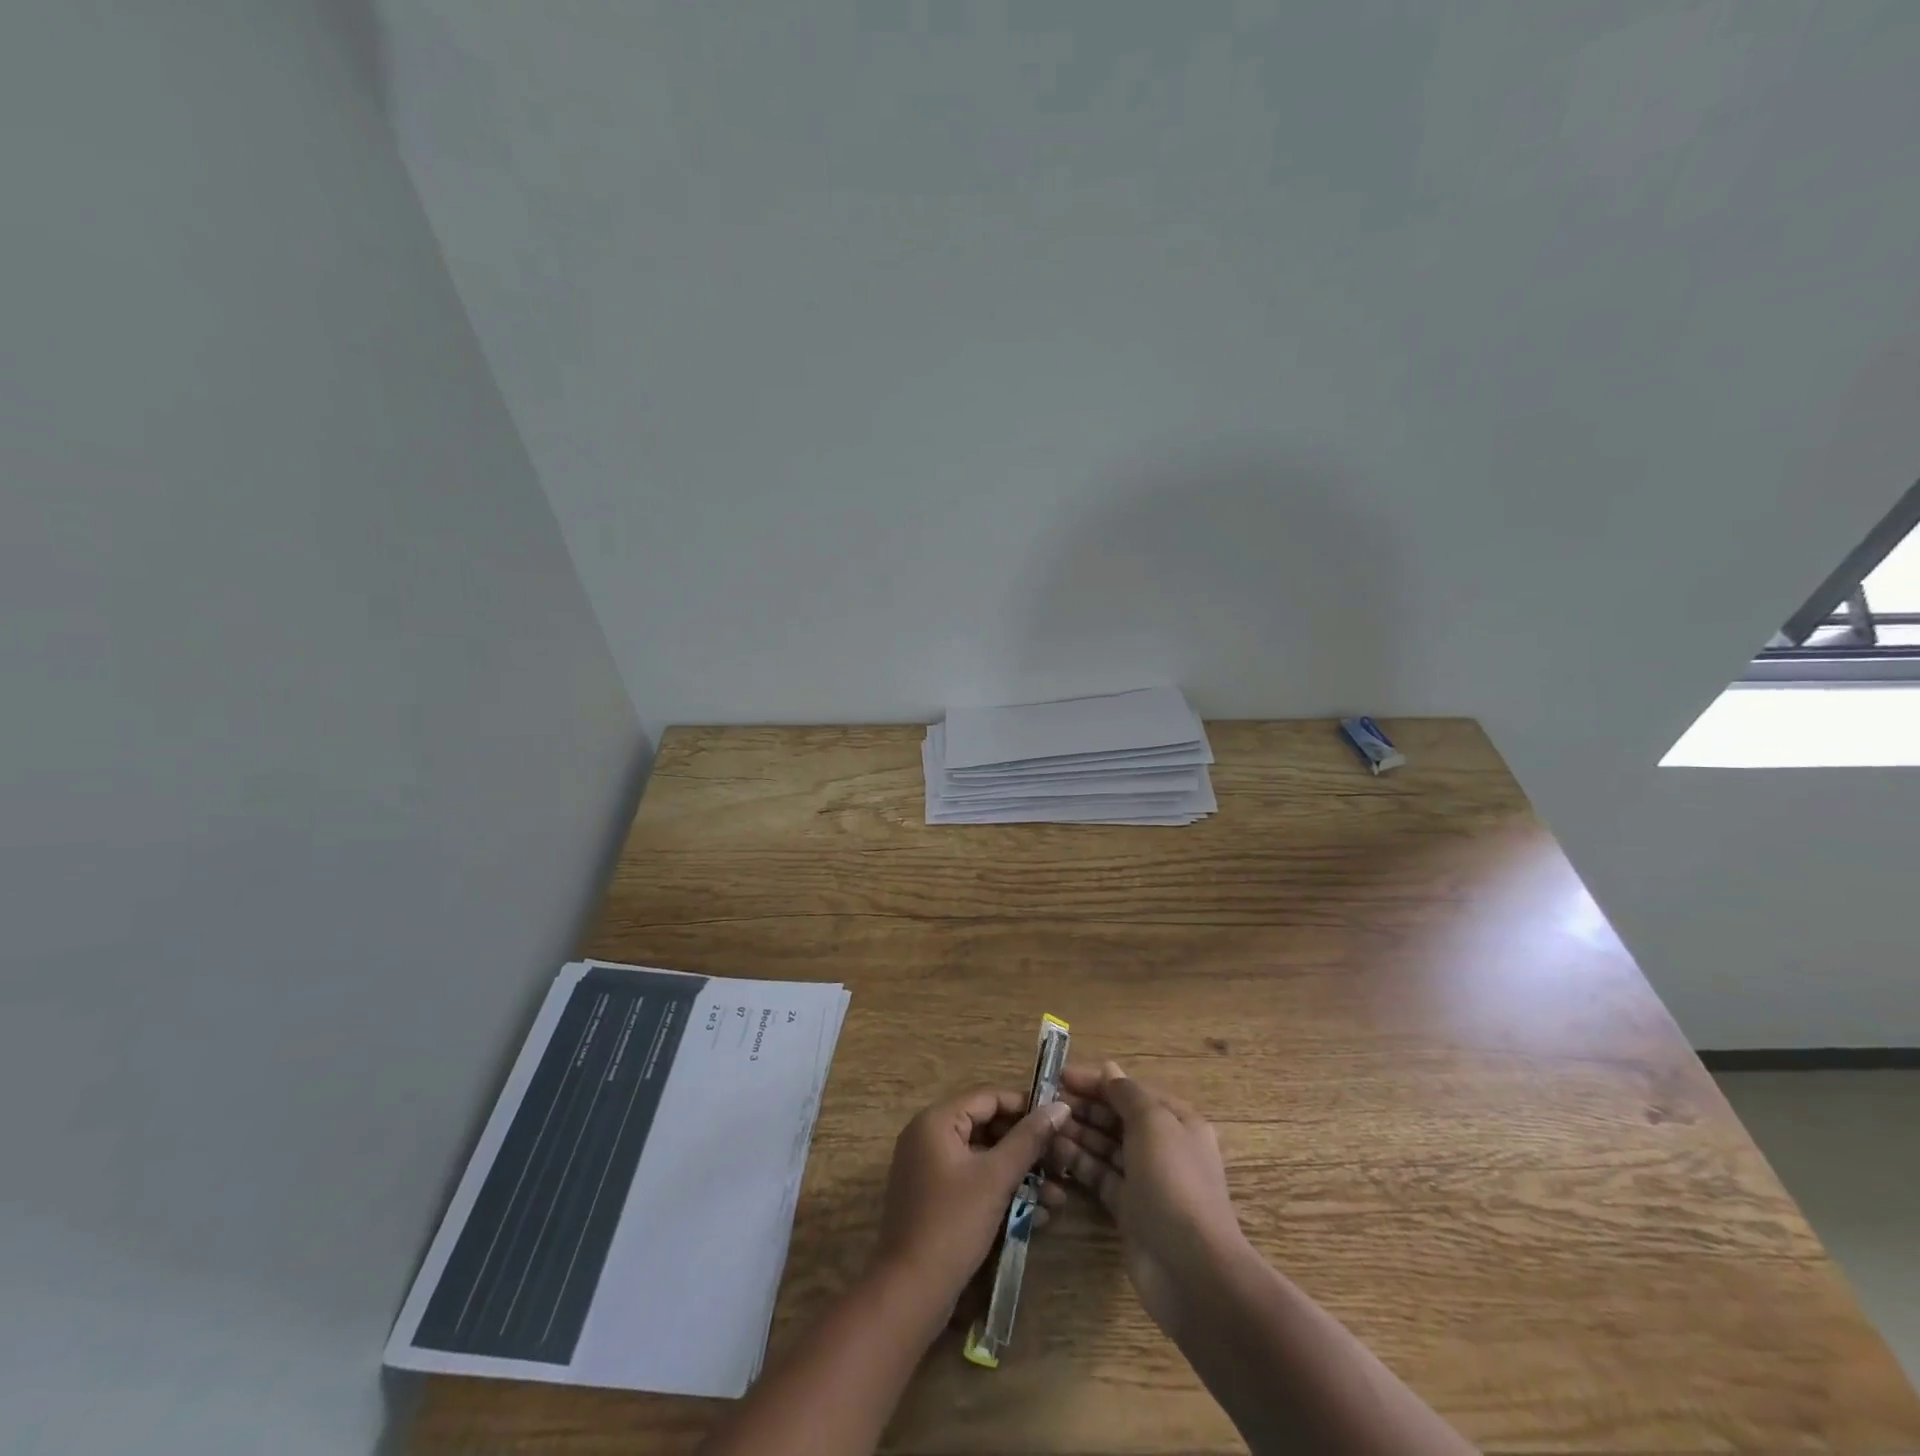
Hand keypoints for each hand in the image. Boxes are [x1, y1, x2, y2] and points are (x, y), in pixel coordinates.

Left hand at [875, 1087, 1069, 1315]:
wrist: (910, 1293)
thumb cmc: (953, 1224)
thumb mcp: (996, 1178)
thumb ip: (1028, 1139)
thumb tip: (1060, 1106)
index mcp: (936, 1121)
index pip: (988, 1097)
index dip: (1025, 1106)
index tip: (1058, 1121)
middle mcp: (928, 1136)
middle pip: (987, 1127)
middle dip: (1027, 1148)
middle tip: (1062, 1163)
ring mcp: (930, 1169)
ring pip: (984, 1159)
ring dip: (1020, 1175)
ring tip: (1058, 1196)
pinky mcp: (935, 1199)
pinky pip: (974, 1182)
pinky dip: (1002, 1192)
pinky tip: (1037, 1215)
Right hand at [1050, 1060, 1245, 1333]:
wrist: (1191, 1270)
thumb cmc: (1174, 1181)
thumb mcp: (1152, 1123)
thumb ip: (1127, 1093)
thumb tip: (1109, 1069)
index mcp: (1176, 1121)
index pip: (1131, 1091)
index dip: (1097, 1082)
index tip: (1061, 1076)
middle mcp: (1162, 1147)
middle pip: (1117, 1118)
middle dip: (1084, 1107)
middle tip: (1045, 1102)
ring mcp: (1145, 1180)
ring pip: (1106, 1147)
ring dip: (1078, 1133)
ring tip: (1044, 1126)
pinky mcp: (1129, 1210)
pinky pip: (1100, 1176)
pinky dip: (1080, 1163)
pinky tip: (1055, 1152)